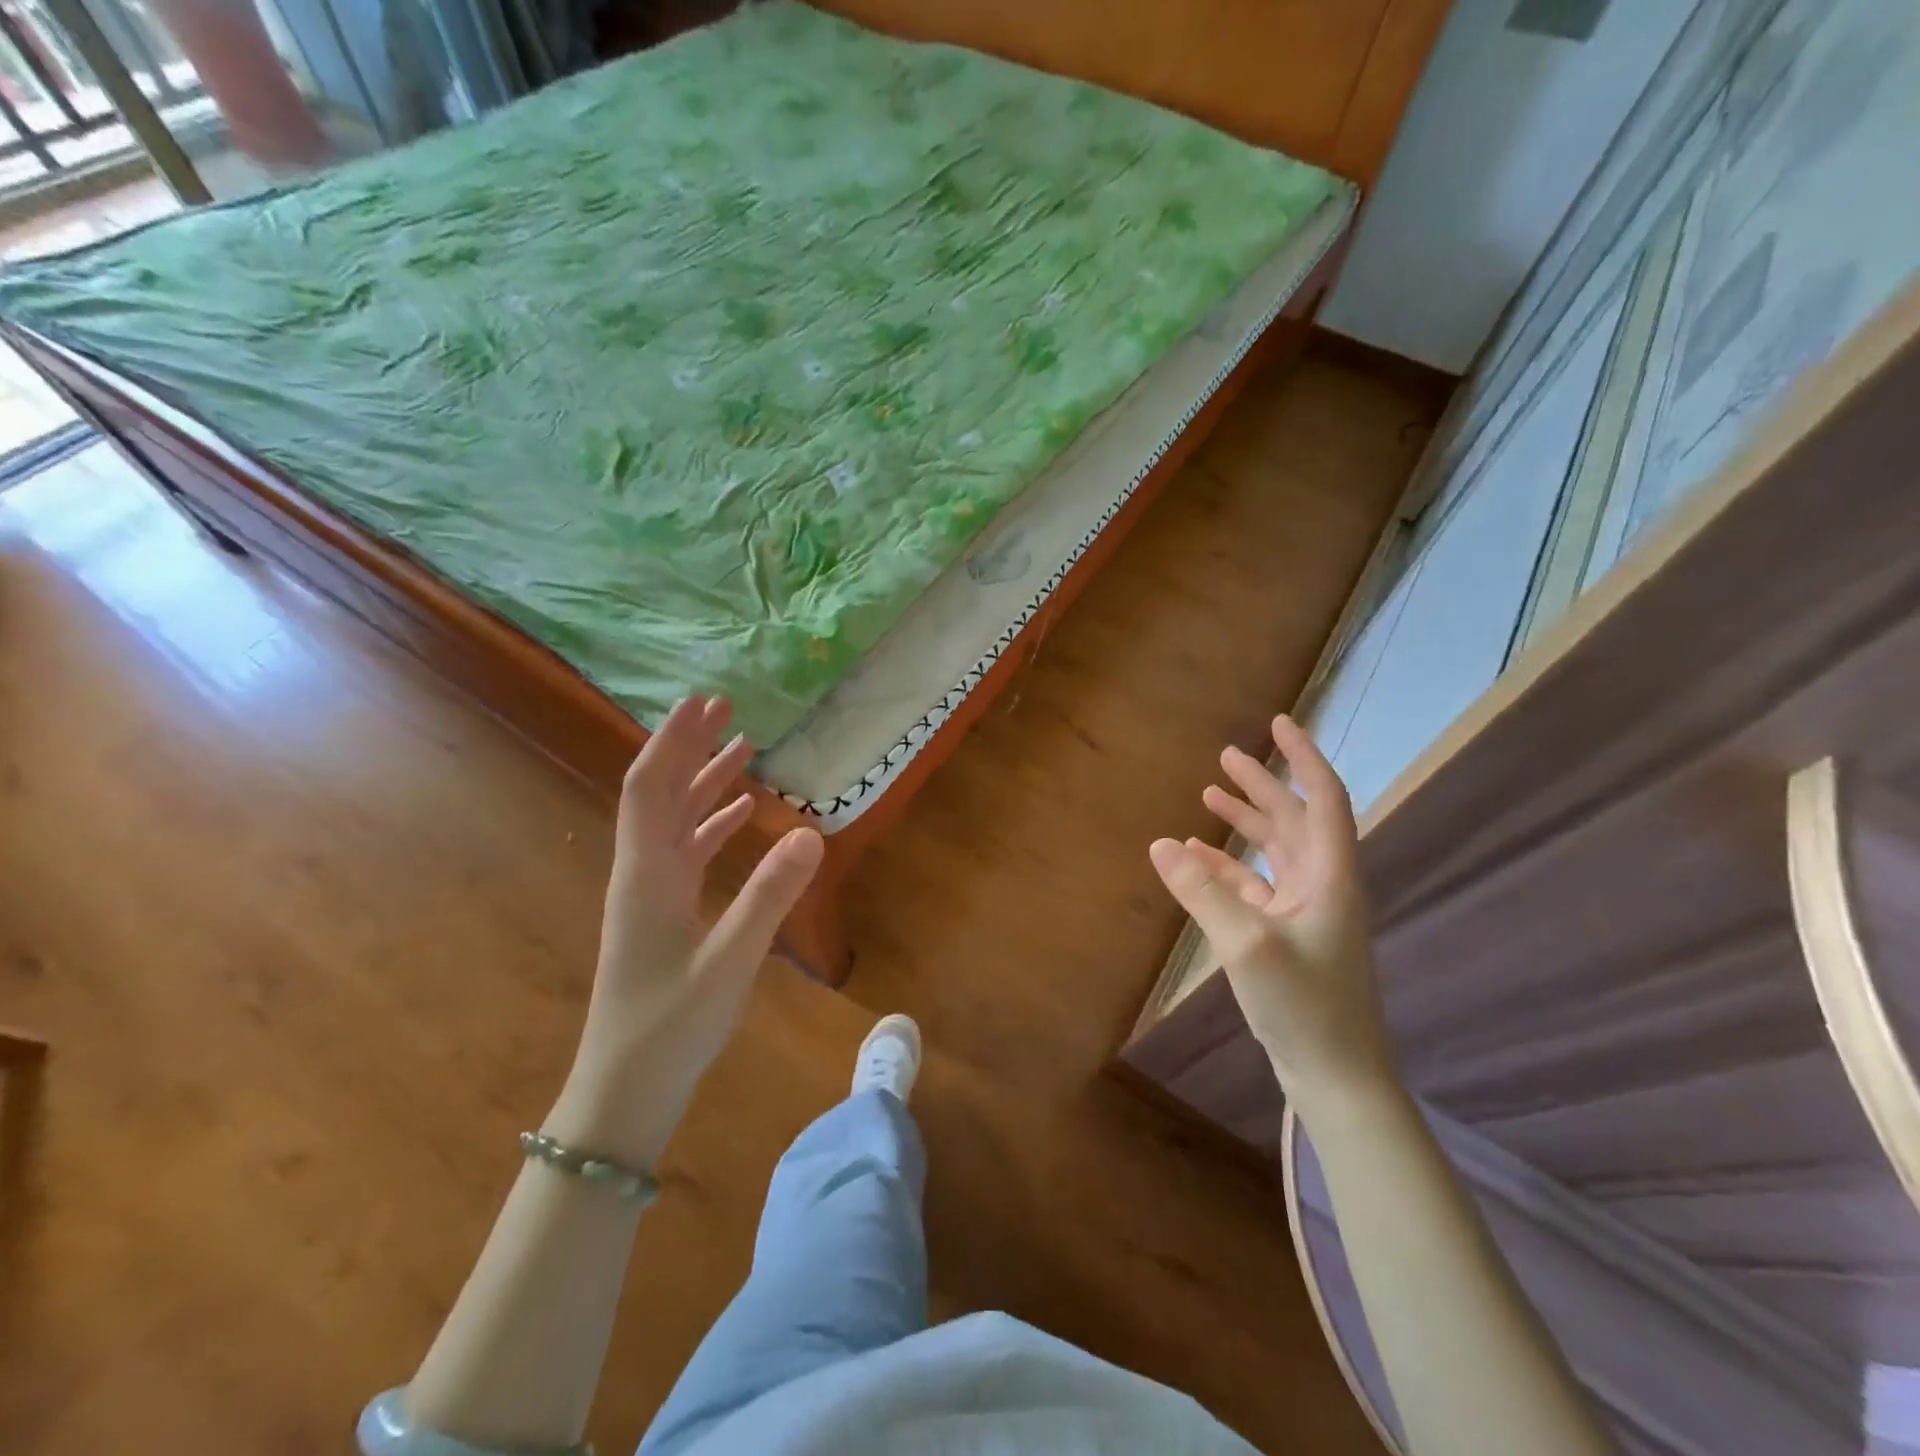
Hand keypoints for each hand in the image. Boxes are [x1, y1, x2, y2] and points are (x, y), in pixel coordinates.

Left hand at [547, 697, 823, 1166]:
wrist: (624, 1091)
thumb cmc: (671, 1027)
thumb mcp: (730, 962)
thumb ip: (770, 896)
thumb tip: (812, 831)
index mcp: (647, 874)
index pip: (649, 787)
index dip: (672, 741)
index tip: (700, 702)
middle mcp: (642, 872)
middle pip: (659, 792)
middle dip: (688, 746)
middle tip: (724, 707)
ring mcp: (650, 893)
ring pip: (674, 819)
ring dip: (703, 780)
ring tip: (742, 746)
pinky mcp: (663, 913)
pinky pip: (687, 850)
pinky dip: (713, 822)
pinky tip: (742, 812)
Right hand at [1149, 715, 1394, 1103]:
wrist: (1338, 1076)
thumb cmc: (1305, 1006)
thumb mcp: (1246, 944)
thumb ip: (1202, 892)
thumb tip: (1160, 844)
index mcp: (1330, 875)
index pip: (1323, 798)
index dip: (1303, 757)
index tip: (1278, 724)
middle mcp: (1322, 885)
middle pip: (1295, 819)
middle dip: (1263, 785)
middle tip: (1227, 756)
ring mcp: (1306, 912)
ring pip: (1275, 851)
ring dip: (1245, 822)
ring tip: (1208, 796)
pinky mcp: (1287, 936)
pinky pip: (1255, 886)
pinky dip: (1227, 867)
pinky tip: (1196, 858)